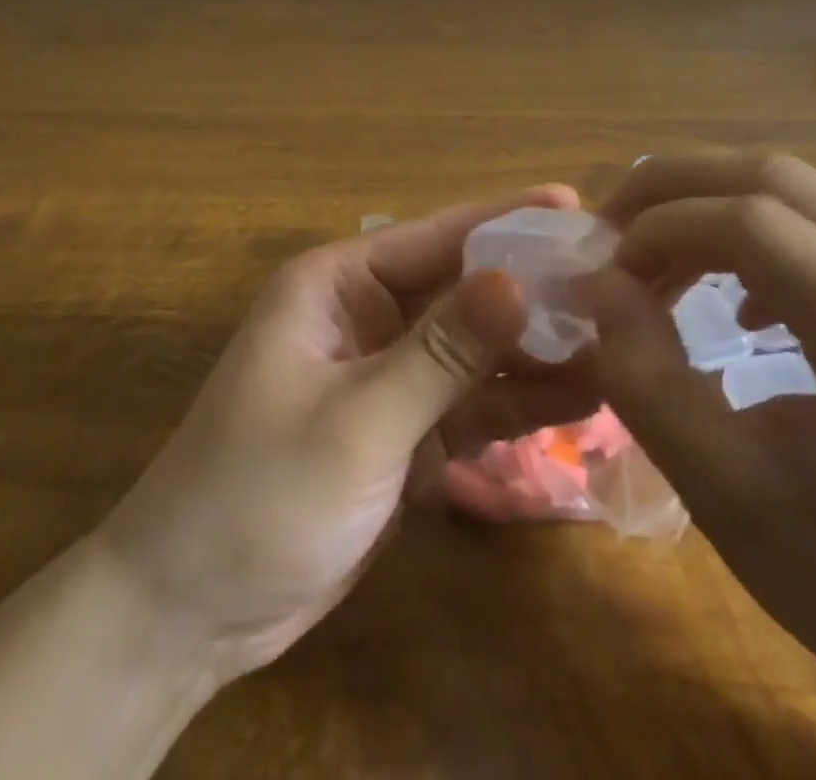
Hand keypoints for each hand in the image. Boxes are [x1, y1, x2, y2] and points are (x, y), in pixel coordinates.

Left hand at [94, 185, 594, 682]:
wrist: (194, 609)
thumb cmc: (260, 492)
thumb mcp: (357, 419)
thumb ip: (440, 351)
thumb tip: (516, 279)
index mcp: (337, 285)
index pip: (433, 237)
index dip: (504, 219)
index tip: (575, 205)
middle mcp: (365, 317)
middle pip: (461, 290)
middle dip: (532, 287)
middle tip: (618, 279)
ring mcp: (387, 377)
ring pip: (473, 349)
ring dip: (535, 348)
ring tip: (621, 340)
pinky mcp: (403, 433)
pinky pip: (469, 404)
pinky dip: (517, 402)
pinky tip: (581, 399)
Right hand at [580, 153, 815, 779]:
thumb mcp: (724, 495)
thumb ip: (644, 378)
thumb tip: (595, 282)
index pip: (761, 227)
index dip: (664, 226)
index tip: (608, 271)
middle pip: (781, 181)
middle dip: (675, 189)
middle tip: (612, 234)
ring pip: (801, 190)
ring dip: (708, 208)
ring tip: (656, 262)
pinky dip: (752, 232)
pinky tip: (733, 298)